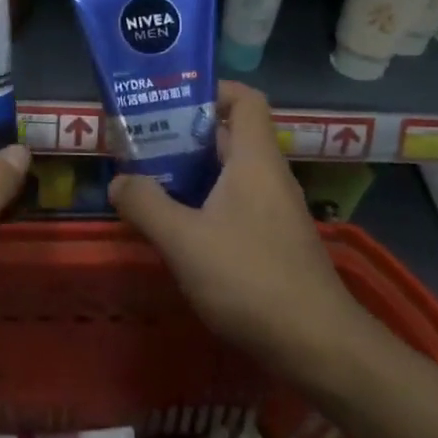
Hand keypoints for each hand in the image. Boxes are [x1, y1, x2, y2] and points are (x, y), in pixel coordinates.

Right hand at [108, 81, 370, 376]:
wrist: (318, 347)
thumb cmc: (250, 278)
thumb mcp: (183, 239)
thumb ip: (145, 203)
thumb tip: (119, 180)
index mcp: (254, 159)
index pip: (243, 99)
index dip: (209, 90)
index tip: (167, 101)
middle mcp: (268, 176)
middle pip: (227, 135)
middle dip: (182, 134)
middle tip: (138, 142)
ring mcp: (274, 211)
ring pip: (228, 173)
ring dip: (189, 173)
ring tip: (146, 182)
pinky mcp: (273, 242)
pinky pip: (234, 204)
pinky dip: (203, 204)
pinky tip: (175, 228)